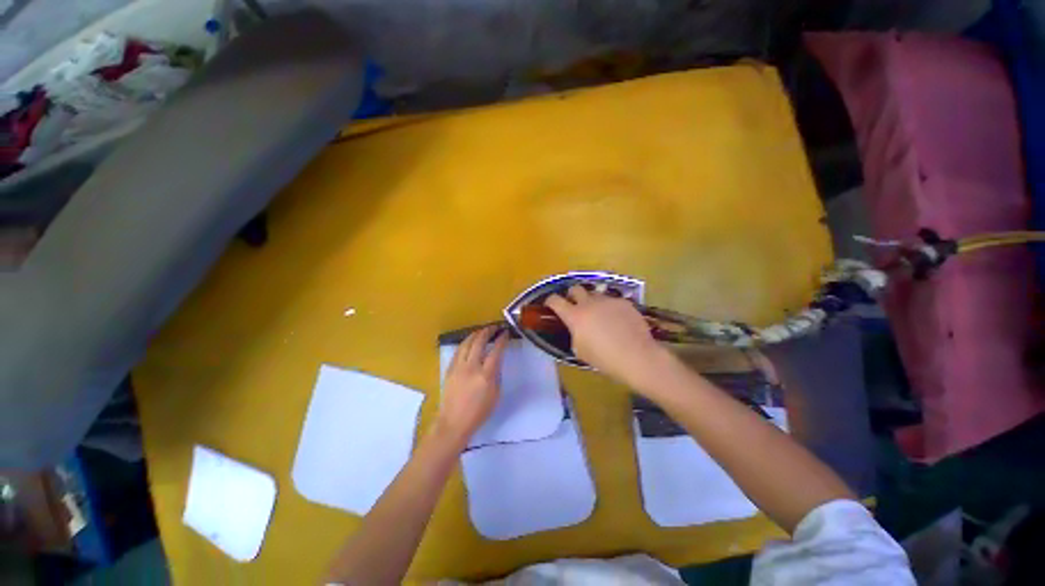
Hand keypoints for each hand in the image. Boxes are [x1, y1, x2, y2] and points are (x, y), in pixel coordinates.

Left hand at [434, 326, 508, 444]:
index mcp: (486, 375)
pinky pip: (458, 351)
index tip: (505, 333)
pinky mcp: (449, 369)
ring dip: (475, 334)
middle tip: (494, 327)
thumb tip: (496, 361)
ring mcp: (458, 367)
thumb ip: (496, 375)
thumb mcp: (495, 394)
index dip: (501, 339)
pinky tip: (469, 342)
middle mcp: (471, 367)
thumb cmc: (479, 412)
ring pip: (466, 343)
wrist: (454, 422)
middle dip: (488, 331)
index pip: (496, 351)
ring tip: (481, 330)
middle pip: (479, 342)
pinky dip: (465, 343)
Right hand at [545, 286, 669, 387]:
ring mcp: (608, 300)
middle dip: (571, 294)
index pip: (555, 300)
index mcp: (575, 316)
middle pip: (575, 288)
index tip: (550, 304)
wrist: (636, 356)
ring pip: (595, 293)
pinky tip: (618, 320)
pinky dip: (610, 308)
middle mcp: (589, 303)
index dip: (550, 300)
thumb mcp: (580, 350)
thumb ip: (574, 334)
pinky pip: (612, 301)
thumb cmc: (604, 358)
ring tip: (599, 314)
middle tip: (574, 305)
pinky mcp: (623, 302)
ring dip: (592, 301)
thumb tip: (577, 329)